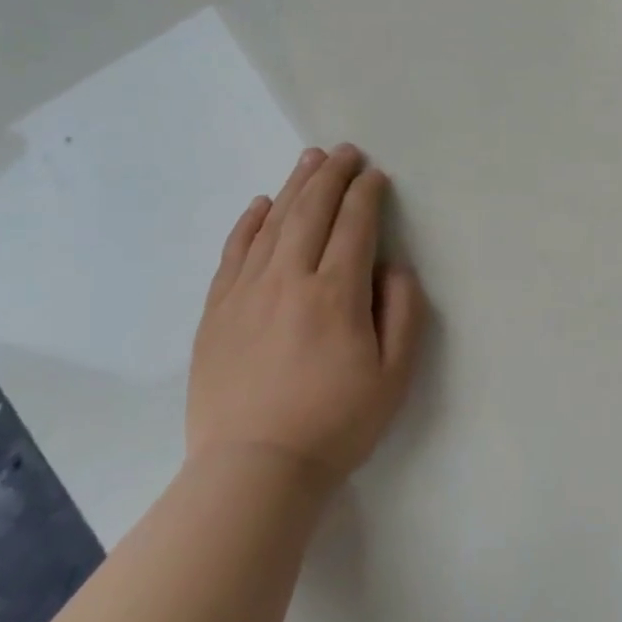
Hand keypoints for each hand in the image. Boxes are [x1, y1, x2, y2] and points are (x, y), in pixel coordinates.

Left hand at [188, 145, 427, 497]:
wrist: (255, 469)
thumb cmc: (336, 423)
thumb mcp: (395, 375)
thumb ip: (403, 312)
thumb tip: (392, 267)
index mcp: (336, 293)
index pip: (354, 225)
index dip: (367, 195)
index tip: (376, 176)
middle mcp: (289, 279)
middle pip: (312, 211)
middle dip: (332, 176)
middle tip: (346, 152)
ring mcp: (246, 292)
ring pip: (273, 223)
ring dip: (295, 186)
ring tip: (310, 160)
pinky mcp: (217, 310)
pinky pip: (234, 252)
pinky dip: (249, 223)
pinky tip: (260, 205)